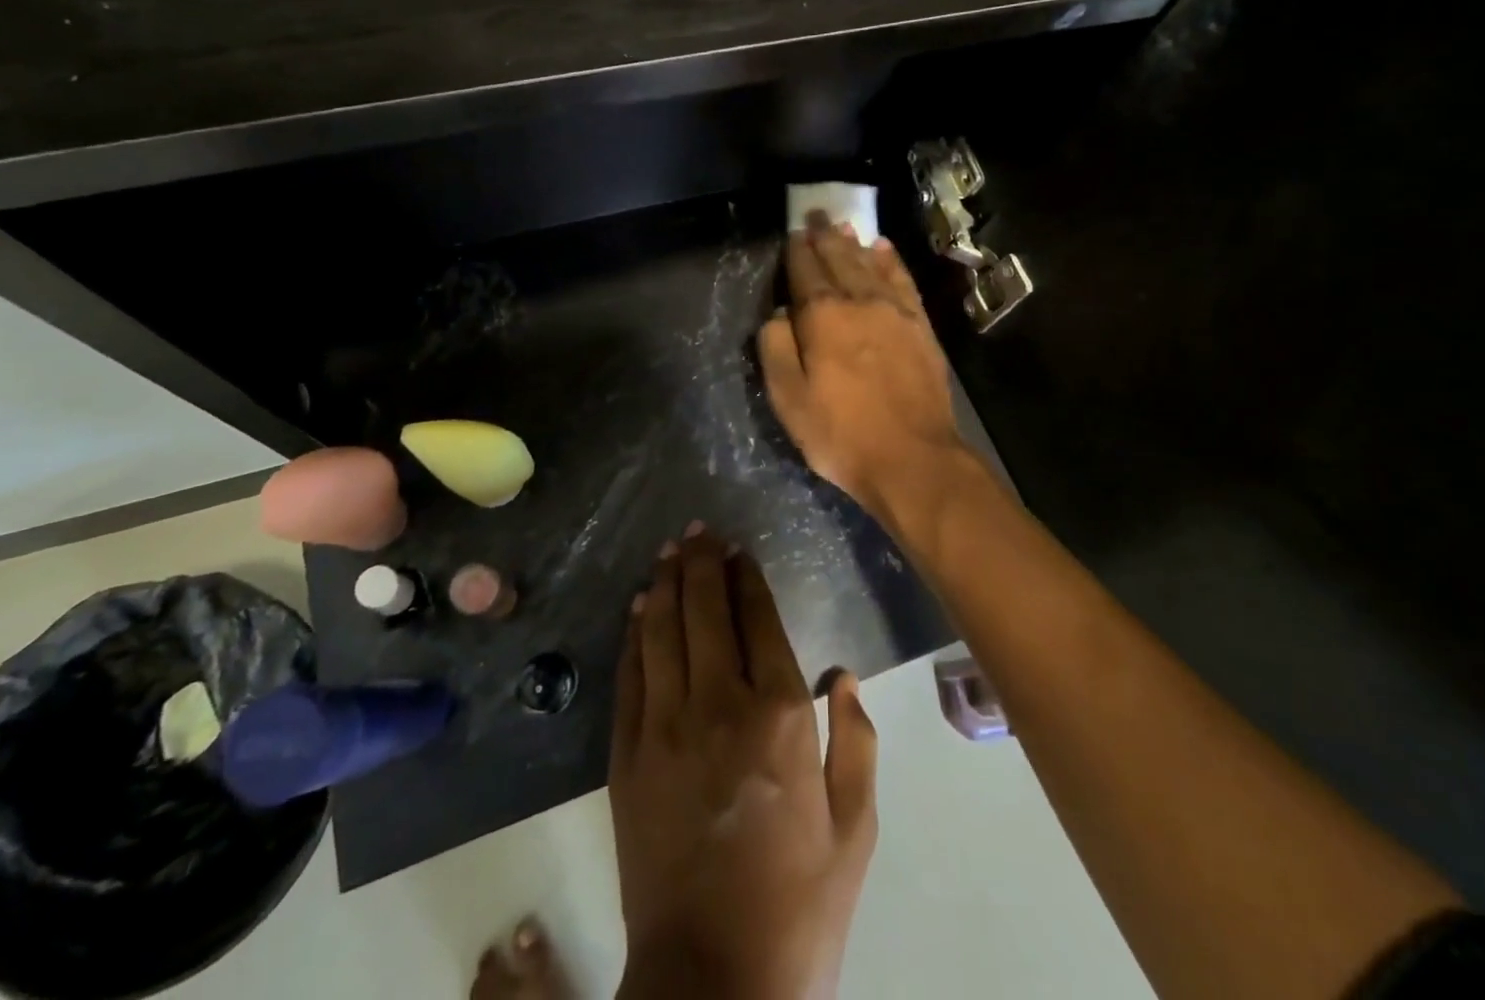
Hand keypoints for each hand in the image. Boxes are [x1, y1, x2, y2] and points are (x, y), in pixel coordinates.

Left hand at [610, 525, 877, 999]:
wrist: (713, 983)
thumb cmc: (799, 904)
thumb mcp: (855, 828)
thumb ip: (857, 740)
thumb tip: (843, 675)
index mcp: (780, 715)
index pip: (759, 618)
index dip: (747, 577)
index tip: (740, 551)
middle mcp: (719, 704)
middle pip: (705, 609)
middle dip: (702, 561)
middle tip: (700, 530)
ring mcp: (665, 726)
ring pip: (661, 629)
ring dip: (665, 583)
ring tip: (670, 550)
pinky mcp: (627, 754)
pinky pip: (630, 673)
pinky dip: (634, 633)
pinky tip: (637, 608)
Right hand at [758, 220, 968, 531]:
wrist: (913, 457)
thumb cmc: (842, 434)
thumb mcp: (790, 399)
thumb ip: (777, 349)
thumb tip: (778, 314)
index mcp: (823, 317)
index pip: (806, 272)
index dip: (798, 251)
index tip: (794, 232)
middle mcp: (860, 302)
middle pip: (839, 260)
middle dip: (825, 236)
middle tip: (817, 215)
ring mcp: (895, 312)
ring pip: (871, 265)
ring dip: (855, 244)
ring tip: (844, 227)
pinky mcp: (920, 326)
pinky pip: (903, 281)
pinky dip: (891, 262)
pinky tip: (884, 250)